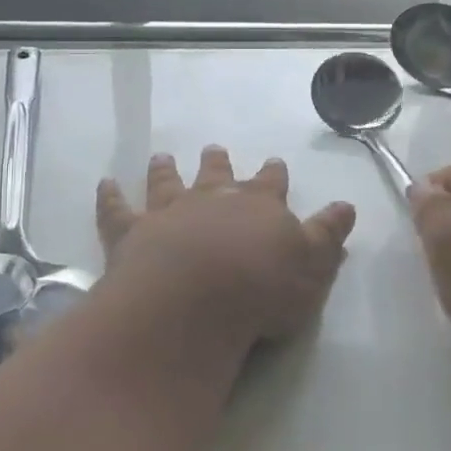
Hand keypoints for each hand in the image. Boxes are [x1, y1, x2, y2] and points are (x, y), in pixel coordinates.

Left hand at [95, 147, 356, 355]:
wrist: (195, 300)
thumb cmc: (262, 288)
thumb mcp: (313, 266)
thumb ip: (328, 235)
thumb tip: (346, 205)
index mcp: (259, 206)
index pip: (271, 184)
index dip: (273, 174)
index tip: (274, 162)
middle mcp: (213, 200)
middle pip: (217, 174)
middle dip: (218, 163)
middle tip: (216, 149)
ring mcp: (169, 213)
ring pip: (167, 183)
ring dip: (165, 170)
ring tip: (162, 157)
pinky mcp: (132, 233)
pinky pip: (117, 209)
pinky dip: (110, 196)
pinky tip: (104, 183)